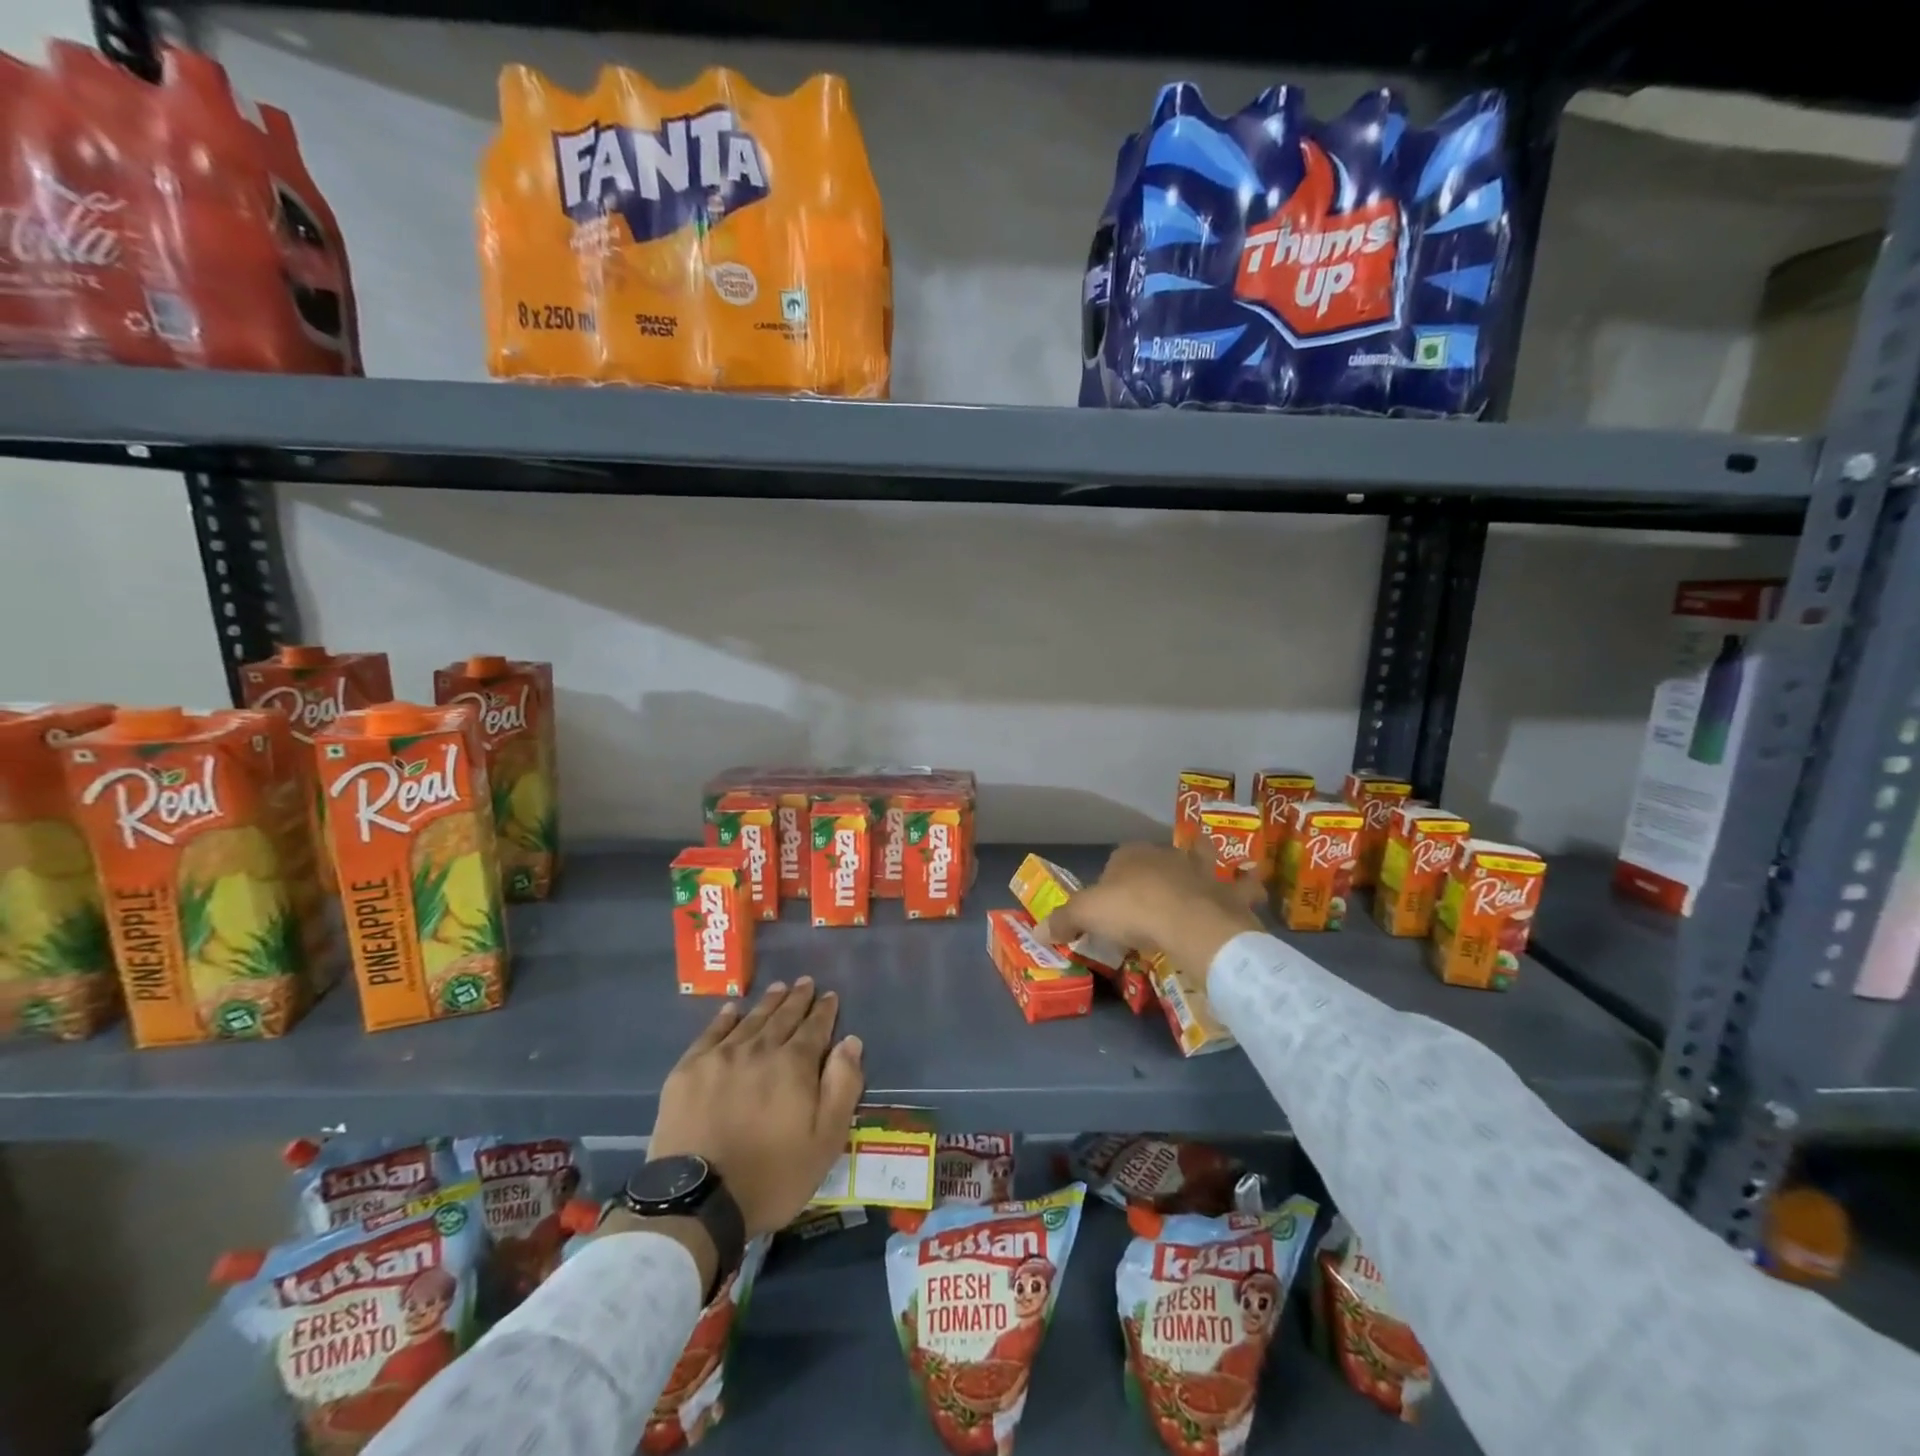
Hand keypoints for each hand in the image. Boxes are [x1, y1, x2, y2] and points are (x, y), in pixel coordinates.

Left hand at [648, 978, 865, 1238]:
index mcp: (794, 1065)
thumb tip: (850, 1041)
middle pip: (783, 1017)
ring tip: (778, 988)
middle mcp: (760, 1049)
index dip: (824, 1011)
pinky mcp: (689, 1071)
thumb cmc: (771, 1176)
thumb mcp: (825, 1141)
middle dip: (797, 999)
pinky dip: (725, 1018)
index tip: (830, 995)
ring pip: (751, 1020)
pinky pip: (711, 1033)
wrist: (698, 1201)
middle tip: (805, 982)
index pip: (815, 1028)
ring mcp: (721, 1057)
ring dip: (768, 1003)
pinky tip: (733, 1009)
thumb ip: (842, 1087)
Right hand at [1034, 843, 1261, 987]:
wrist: (1190, 925)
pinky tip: (1253, 889)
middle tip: (1153, 896)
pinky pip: (1244, 886)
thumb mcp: (1086, 915)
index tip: (1110, 904)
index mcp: (1131, 855)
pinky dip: (1249, 886)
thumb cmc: (1134, 911)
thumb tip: (1037, 932)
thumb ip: (1063, 920)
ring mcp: (1202, 872)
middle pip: (1158, 858)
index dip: (1112, 879)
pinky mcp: (1229, 893)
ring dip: (1205, 863)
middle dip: (1158, 869)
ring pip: (1203, 859)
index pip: (1116, 860)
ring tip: (1208, 873)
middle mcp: (1167, 855)